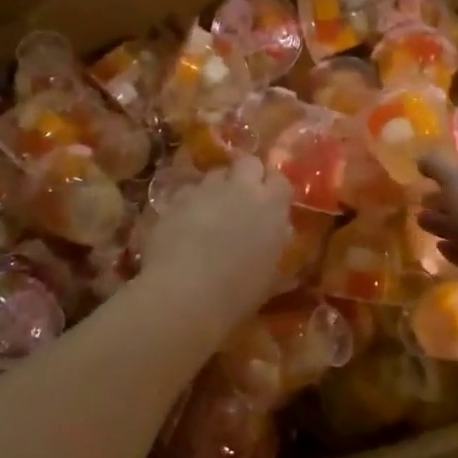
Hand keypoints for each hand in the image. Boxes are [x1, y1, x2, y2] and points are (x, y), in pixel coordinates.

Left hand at [138, 155, 292, 319]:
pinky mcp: (176, 199)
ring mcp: (206, 190)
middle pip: (249, 163)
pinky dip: (191, 201)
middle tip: (244, 198)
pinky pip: (189, 191)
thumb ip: (276, 247)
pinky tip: (186, 222)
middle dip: (248, 175)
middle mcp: (241, 188)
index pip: (281, 180)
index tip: (273, 203)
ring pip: (216, 173)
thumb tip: (279, 234)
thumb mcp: (270, 277)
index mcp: (271, 207)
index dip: (275, 189)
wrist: (184, 294)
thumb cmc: (237, 294)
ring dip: (218, 187)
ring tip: (213, 210)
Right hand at [416, 152, 457, 308]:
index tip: (426, 178)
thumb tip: (422, 158)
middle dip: (444, 201)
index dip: (450, 174)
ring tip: (421, 223)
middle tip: (421, 203)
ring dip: (445, 225)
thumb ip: (438, 166)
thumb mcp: (457, 177)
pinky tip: (440, 248)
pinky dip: (455, 250)